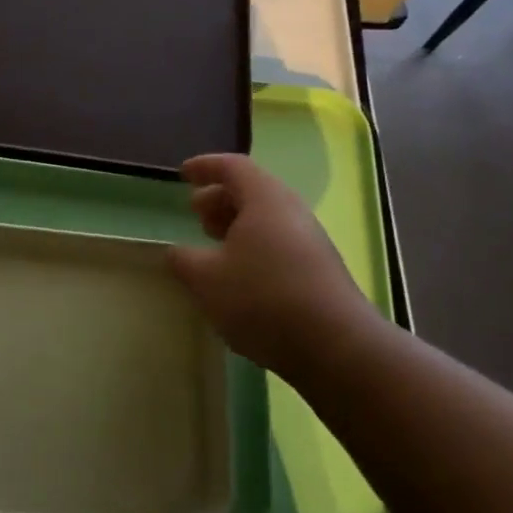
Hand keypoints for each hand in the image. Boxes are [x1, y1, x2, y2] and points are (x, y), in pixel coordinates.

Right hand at [168, 153, 384, 378]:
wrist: (335, 345)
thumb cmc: (262, 297)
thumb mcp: (206, 278)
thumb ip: (184, 260)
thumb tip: (178, 252)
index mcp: (265, 199)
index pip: (233, 167)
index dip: (206, 167)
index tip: (184, 175)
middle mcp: (291, 212)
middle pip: (252, 191)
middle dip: (220, 198)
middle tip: (195, 213)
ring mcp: (310, 241)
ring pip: (266, 220)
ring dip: (236, 225)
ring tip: (212, 245)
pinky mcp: (318, 270)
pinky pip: (278, 244)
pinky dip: (252, 248)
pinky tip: (238, 276)